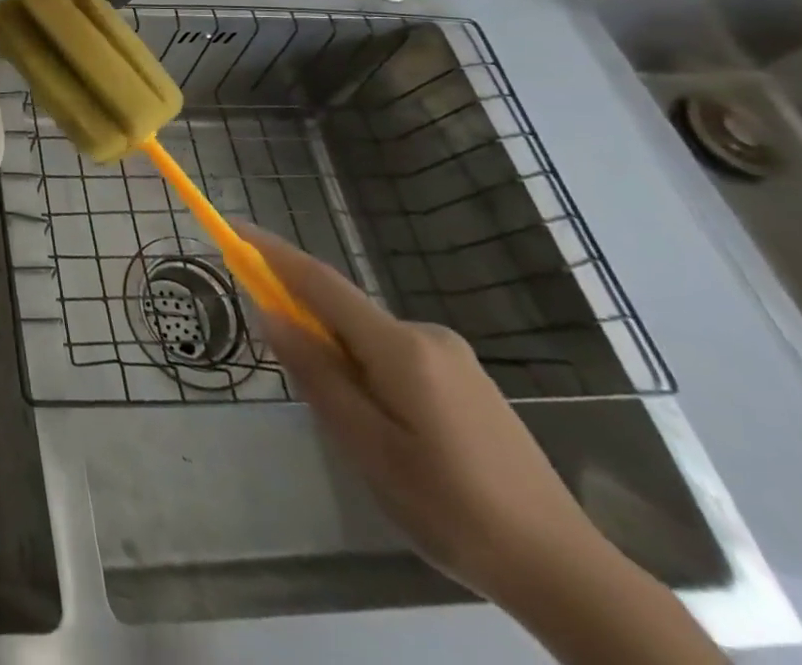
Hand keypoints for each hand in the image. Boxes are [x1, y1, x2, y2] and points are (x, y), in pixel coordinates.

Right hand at [243, 226, 613, 606]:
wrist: (568, 573)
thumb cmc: (453, 509)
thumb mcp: (367, 446)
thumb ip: (316, 373)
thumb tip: (271, 314)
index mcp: (399, 347)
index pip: (320, 281)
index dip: (272, 252)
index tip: (232, 228)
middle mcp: (426, 335)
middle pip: (343, 311)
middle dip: (309, 331)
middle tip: (310, 400)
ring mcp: (452, 356)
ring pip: (368, 339)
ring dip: (342, 363)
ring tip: (363, 440)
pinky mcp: (467, 380)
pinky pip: (394, 356)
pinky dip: (369, 374)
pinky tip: (394, 437)